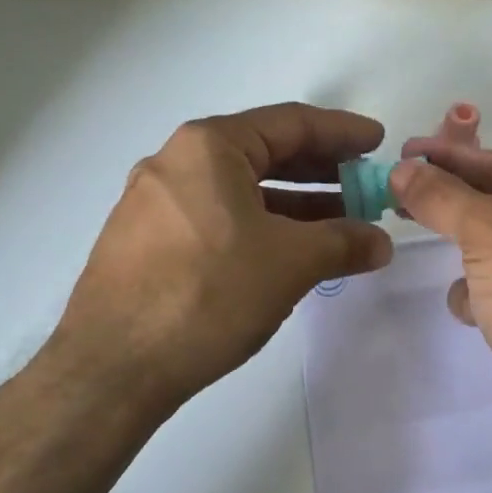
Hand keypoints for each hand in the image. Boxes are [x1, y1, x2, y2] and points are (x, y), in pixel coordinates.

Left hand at [56, 103, 393, 413]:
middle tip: (363, 186)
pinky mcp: (147, 240)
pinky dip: (259, 226)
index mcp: (209, 146)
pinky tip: (287, 252)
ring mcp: (155, 202)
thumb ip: (343, 242)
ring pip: (240, 189)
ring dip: (294, 204)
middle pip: (264, 153)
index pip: (290, 123)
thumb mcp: (290, 263)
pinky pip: (217, 217)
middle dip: (320, 171)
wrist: (111, 368)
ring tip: (338, 224)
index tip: (377, 143)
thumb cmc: (207, 293)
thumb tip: (380, 243)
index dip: (341, 132)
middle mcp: (177, 162)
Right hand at [389, 144, 491, 463]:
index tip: (404, 152)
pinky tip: (471, 312)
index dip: (451, 156)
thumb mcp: (490, 231)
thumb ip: (443, 196)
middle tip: (397, 193)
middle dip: (451, 202)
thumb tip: (404, 169)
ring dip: (466, 252)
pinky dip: (480, 297)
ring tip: (431, 249)